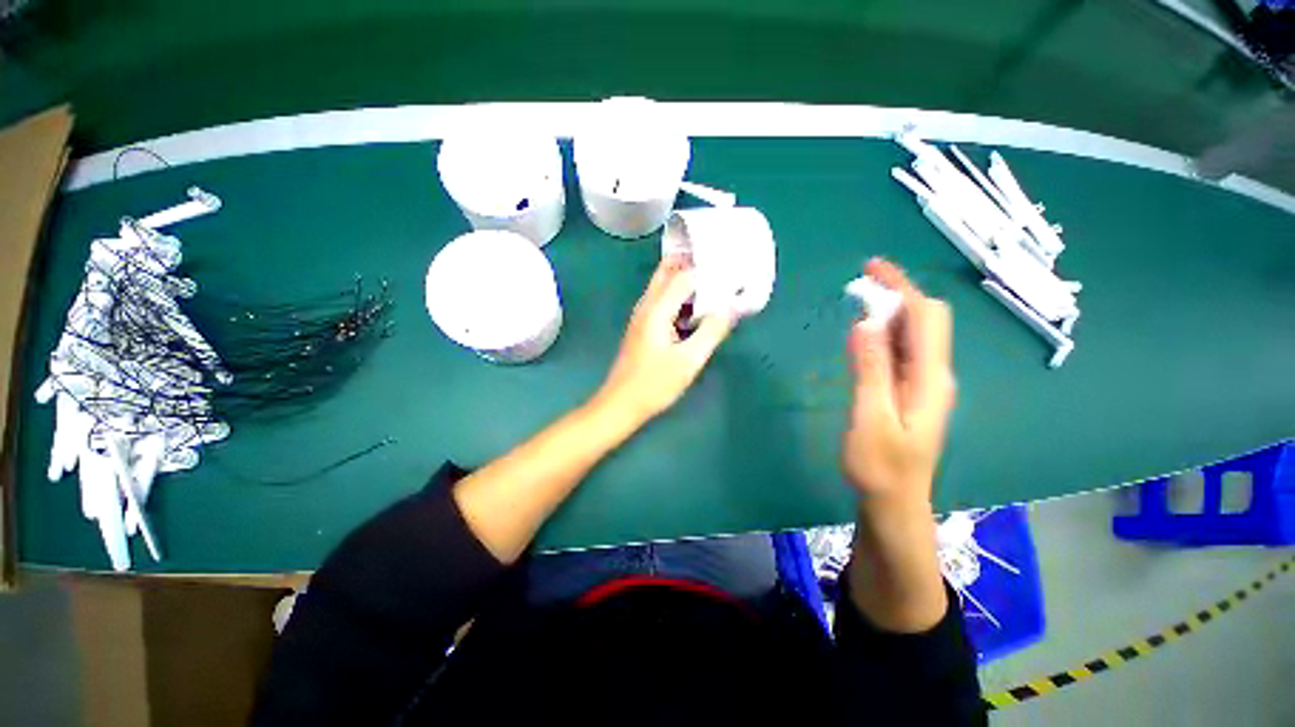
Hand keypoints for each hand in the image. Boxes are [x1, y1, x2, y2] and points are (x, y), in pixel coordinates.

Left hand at [595, 255, 734, 422]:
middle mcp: (647, 305)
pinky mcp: (644, 327)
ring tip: (716, 286)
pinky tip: (698, 311)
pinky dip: (681, 298)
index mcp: (656, 309)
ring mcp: (643, 315)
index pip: (685, 275)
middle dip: (694, 265)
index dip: (709, 271)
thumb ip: (712, 331)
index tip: (733, 273)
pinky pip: (664, 301)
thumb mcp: (689, 360)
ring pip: (665, 285)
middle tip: (721, 270)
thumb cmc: (654, 384)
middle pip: (668, 271)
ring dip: (688, 281)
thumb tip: (732, 306)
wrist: (621, 404)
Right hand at [842, 258, 955, 511]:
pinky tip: (865, 336)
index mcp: (930, 378)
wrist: (894, 500)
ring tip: (858, 304)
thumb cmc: (880, 465)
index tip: (871, 268)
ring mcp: (925, 384)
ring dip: (888, 313)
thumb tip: (865, 322)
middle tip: (859, 286)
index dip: (901, 287)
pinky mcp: (912, 392)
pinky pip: (902, 352)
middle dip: (897, 294)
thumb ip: (871, 370)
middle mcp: (935, 374)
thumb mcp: (871, 417)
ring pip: (913, 335)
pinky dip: (884, 334)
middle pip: (925, 320)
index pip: (924, 316)